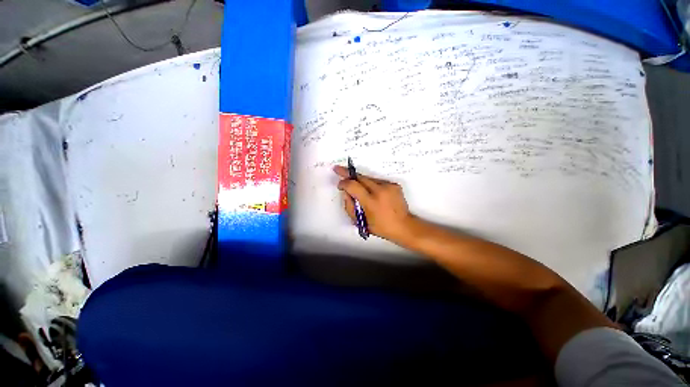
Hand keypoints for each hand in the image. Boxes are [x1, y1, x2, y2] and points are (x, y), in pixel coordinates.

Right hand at [333, 165, 415, 242]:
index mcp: (371, 202)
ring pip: (369, 178)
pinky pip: (378, 181)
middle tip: (338, 169)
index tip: (340, 184)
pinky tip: (371, 192)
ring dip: (360, 181)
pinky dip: (371, 185)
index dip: (344, 183)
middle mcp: (380, 191)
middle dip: (348, 173)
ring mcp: (389, 186)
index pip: (353, 186)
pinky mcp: (394, 185)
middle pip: (360, 177)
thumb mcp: (361, 221)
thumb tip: (346, 193)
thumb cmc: (381, 227)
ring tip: (357, 187)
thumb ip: (349, 206)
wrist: (404, 226)